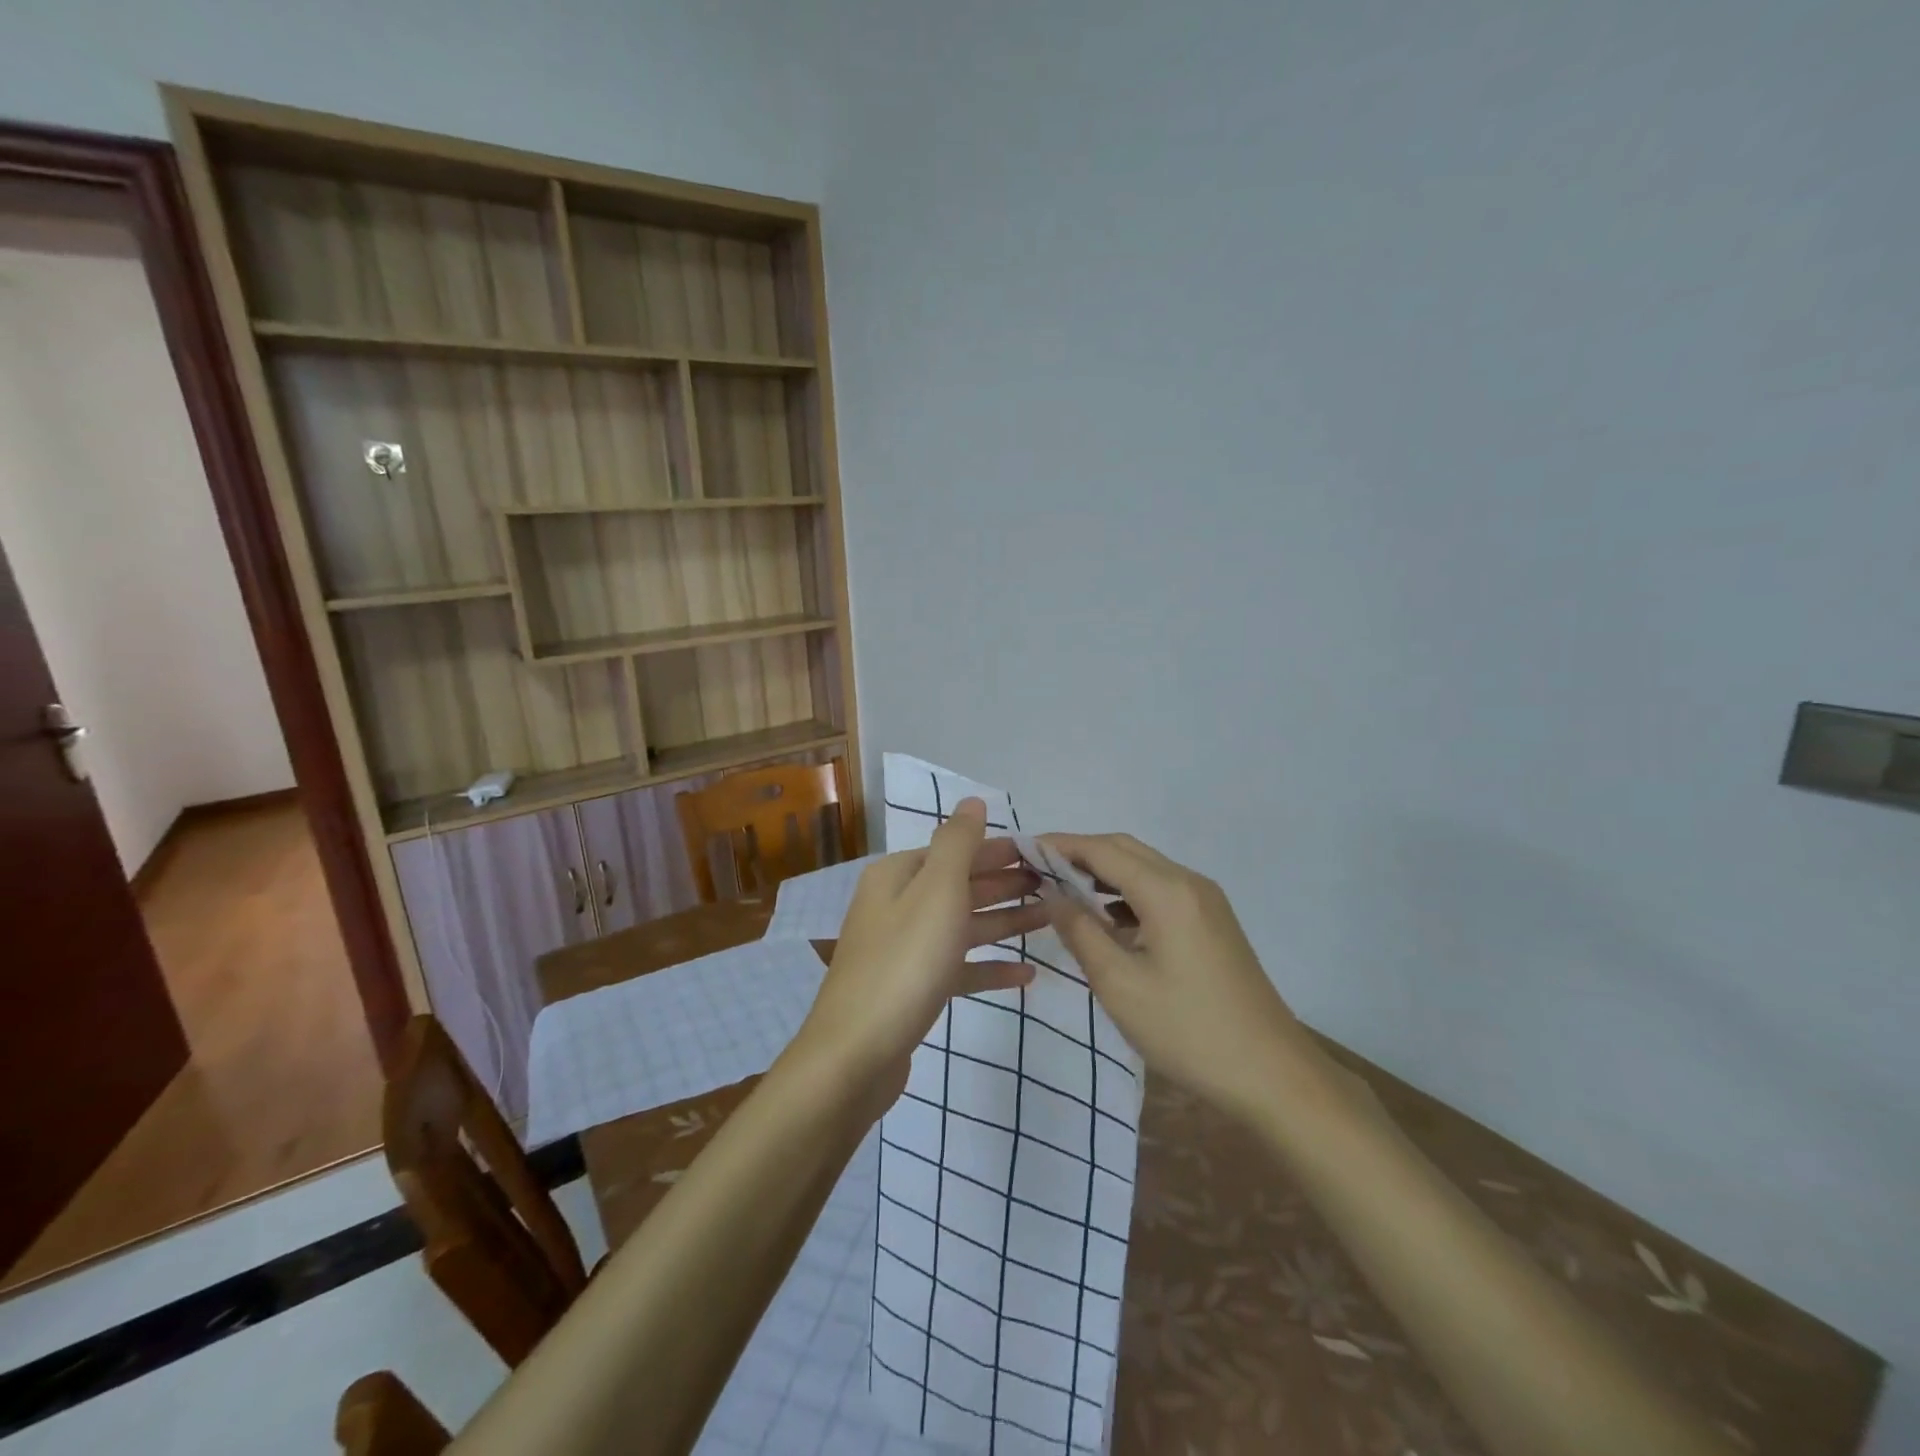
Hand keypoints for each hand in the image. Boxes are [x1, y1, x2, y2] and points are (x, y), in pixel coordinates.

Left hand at [795, 799, 1045, 1101]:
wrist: (855, 1055)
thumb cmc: (904, 963)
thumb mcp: (936, 891)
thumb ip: (958, 843)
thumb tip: (972, 801)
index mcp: (898, 876)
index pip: (956, 850)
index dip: (999, 851)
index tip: (1044, 855)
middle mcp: (897, 905)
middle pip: (960, 886)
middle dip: (1005, 883)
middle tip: (1054, 884)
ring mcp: (903, 949)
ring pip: (962, 926)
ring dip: (1004, 920)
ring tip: (1049, 919)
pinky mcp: (912, 989)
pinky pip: (957, 968)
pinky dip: (989, 967)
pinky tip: (1025, 974)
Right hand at [1044, 831, 1306, 1118]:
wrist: (1271, 1074)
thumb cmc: (1187, 1030)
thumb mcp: (1119, 985)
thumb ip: (1080, 931)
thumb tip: (1052, 892)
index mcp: (1166, 891)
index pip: (1102, 850)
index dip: (1060, 845)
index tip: (1023, 850)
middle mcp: (1189, 883)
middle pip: (1125, 850)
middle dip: (1079, 854)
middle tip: (1038, 871)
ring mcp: (1206, 902)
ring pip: (1144, 869)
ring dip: (1104, 874)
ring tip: (1063, 893)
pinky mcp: (1213, 923)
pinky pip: (1161, 891)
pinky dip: (1128, 894)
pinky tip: (1107, 920)